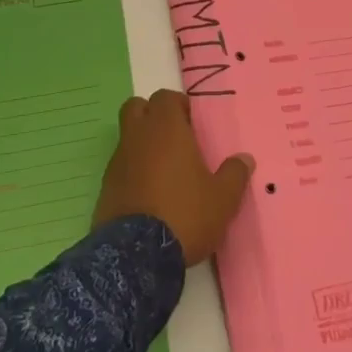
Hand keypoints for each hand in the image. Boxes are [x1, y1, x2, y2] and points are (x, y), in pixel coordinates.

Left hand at [94, 89, 253, 265]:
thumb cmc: (186, 213)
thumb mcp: (223, 198)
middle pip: (137, 107)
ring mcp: (118, 161)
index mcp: (166, 129)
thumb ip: (235, 174)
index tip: (192, 124)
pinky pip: (120, 167)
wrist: (137, 254)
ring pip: (127, 137)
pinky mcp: (106, 187)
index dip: (178, 105)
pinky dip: (133, 171)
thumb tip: (245, 159)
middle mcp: (138, 137)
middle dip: (152, 115)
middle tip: (174, 138)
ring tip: (165, 172)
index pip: (165, 97)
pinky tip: (149, 195)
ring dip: (142, 145)